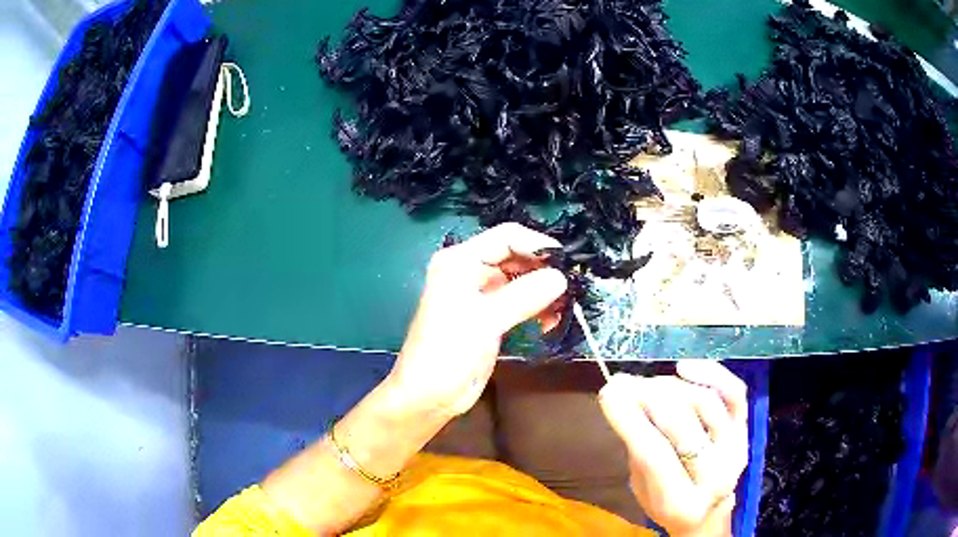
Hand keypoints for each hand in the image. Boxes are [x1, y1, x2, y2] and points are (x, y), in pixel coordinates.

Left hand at [387, 223, 567, 418]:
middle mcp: (470, 271)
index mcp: (460, 261)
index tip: (567, 261)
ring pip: (521, 279)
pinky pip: (520, 301)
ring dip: (544, 290)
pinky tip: (550, 321)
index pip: (506, 237)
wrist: (429, 396)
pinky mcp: (490, 315)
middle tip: (571, 286)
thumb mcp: (485, 320)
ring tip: (564, 307)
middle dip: (543, 269)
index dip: (538, 244)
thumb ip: (524, 295)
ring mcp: (481, 294)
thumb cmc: (447, 352)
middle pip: (516, 256)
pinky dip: (537, 307)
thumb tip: (561, 278)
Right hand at [598, 361, 748, 536]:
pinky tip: (683, 368)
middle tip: (623, 384)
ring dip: (671, 387)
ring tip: (647, 384)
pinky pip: (734, 392)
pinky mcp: (746, 426)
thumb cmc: (666, 501)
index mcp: (682, 503)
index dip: (630, 421)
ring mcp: (736, 447)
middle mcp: (716, 476)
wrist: (709, 508)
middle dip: (648, 398)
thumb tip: (618, 396)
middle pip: (682, 426)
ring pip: (706, 403)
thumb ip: (636, 447)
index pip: (655, 456)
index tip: (607, 393)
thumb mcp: (641, 487)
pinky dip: (710, 373)